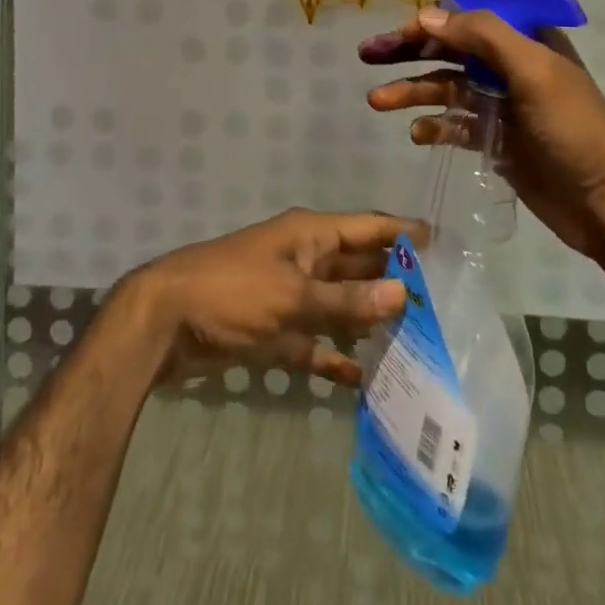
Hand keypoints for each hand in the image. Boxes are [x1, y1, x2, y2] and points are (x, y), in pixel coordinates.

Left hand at [124, 208, 420, 388]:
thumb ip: (346, 301)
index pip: (366, 226)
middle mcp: (303, 258)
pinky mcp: (272, 329)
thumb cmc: (232, 292)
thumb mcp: (292, 295)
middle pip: (356, 265)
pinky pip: (313, 341)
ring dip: (367, 319)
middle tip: (438, 301)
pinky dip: (333, 356)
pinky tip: (362, 378)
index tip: (441, 243)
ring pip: (338, 305)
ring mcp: (288, 294)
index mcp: (308, 234)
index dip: (401, 232)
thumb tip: (402, 293)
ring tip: (412, 340)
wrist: (164, 321)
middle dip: (391, 279)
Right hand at [359, 7, 604, 262]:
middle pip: (452, 50)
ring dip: (413, 91)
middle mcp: (512, 66)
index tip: (398, 33)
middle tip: (368, 54)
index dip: (432, 20)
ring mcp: (504, 105)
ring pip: (448, 88)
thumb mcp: (533, 71)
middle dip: (410, 52)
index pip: (470, 17)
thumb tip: (427, 15)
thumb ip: (482, 36)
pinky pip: (456, 125)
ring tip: (377, 101)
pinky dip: (435, 126)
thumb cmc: (574, 128)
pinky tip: (416, 134)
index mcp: (527, 40)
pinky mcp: (497, 141)